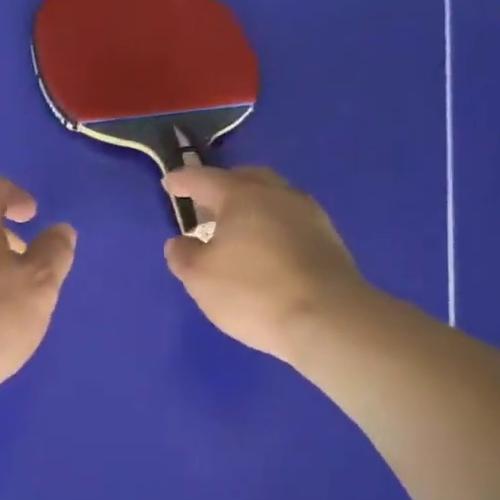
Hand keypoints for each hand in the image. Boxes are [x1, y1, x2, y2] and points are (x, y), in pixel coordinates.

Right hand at [162, 166, 371, 364]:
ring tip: (235, 229)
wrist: (330, 320)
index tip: (170, 183)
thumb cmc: (254, 292)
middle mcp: (278, 194)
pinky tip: (266, 248)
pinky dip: (272, 226)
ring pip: (272, 198)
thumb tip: (181, 242)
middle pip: (245, 179)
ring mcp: (309, 214)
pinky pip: (290, 221)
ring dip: (251, 207)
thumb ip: (183, 255)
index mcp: (242, 195)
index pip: (204, 179)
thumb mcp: (200, 278)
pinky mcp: (329, 239)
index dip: (182, 181)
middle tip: (206, 205)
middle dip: (223, 187)